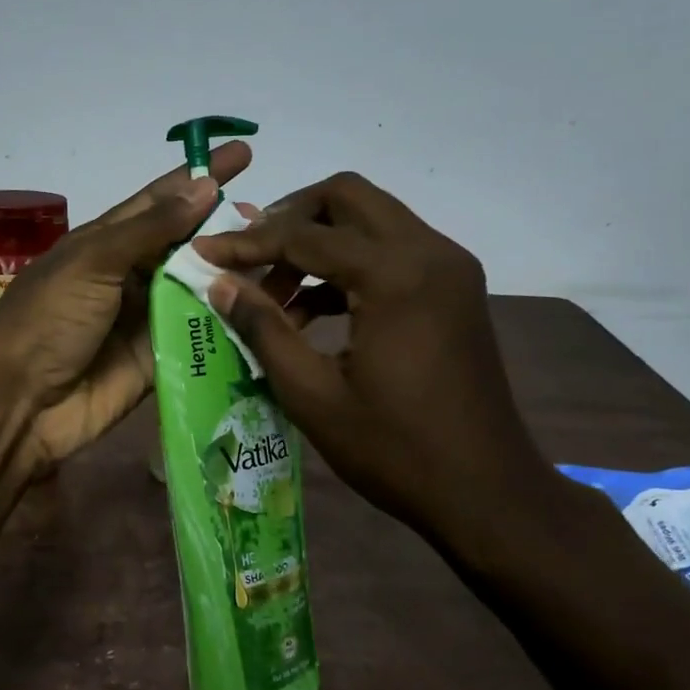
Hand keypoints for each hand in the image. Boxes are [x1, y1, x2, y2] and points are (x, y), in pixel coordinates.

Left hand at [0, 140, 252, 472]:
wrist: (22, 403)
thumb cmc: (49, 320)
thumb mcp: (93, 261)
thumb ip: (150, 228)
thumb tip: (203, 187)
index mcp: (106, 243)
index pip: (161, 200)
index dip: (199, 177)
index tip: (243, 156)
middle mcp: (130, 276)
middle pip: (186, 245)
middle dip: (225, 229)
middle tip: (273, 220)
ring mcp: (147, 319)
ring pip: (199, 288)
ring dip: (234, 274)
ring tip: (282, 259)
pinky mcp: (160, 359)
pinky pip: (200, 335)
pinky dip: (229, 322)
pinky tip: (270, 308)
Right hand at [193, 171, 550, 545]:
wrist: (486, 491)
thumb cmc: (394, 450)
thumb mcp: (313, 395)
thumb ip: (264, 330)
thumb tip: (220, 284)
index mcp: (396, 275)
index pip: (305, 235)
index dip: (246, 243)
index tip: (203, 253)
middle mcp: (429, 252)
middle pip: (347, 198)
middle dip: (289, 219)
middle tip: (249, 258)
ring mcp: (449, 268)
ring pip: (372, 221)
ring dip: (319, 243)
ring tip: (274, 296)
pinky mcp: (455, 290)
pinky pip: (393, 253)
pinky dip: (349, 267)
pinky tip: (313, 312)